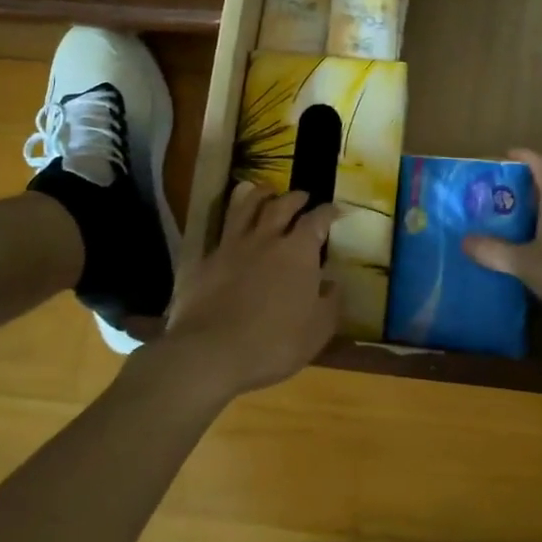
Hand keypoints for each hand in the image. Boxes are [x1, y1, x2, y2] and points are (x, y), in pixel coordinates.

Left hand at [160, 181, 340, 400]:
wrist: (211, 351)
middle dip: (295, 197)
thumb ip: (330, 303)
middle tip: (302, 196)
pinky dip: (229, 224)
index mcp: (298, 251)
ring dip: (259, 194)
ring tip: (266, 190)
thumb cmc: (273, 343)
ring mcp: (232, 246)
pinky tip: (231, 228)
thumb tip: (334, 283)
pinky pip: (220, 232)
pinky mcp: (206, 260)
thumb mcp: (317, 331)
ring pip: (245, 207)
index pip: (317, 220)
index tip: (336, 209)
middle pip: (281, 205)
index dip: (328, 212)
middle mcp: (266, 239)